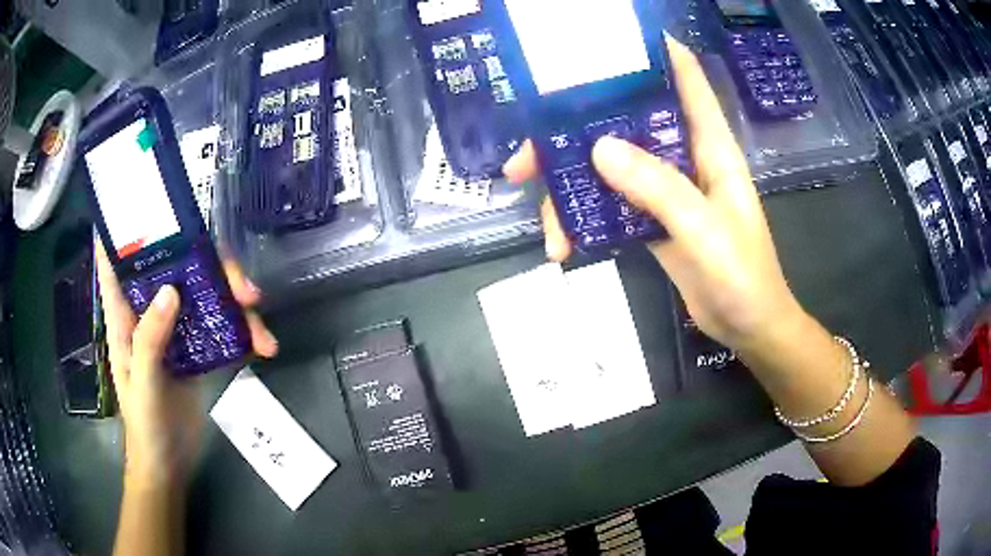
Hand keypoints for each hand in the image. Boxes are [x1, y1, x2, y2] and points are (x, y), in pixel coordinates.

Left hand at [96, 244, 278, 488]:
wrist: (169, 464)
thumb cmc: (144, 425)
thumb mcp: (142, 384)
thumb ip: (150, 339)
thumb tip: (172, 289)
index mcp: (126, 314)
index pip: (117, 260)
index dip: (125, 227)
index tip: (147, 200)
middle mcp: (151, 312)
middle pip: (178, 268)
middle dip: (212, 267)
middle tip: (244, 287)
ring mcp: (177, 329)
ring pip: (206, 294)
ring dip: (236, 301)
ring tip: (261, 325)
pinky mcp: (199, 350)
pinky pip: (222, 327)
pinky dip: (244, 332)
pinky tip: (263, 347)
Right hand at [503, 38, 803, 350]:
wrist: (747, 326)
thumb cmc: (743, 275)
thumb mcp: (704, 230)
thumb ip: (658, 188)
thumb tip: (598, 148)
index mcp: (709, 144)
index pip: (684, 78)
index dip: (652, 50)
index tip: (604, 43)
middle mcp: (684, 156)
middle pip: (626, 123)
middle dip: (576, 130)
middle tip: (527, 154)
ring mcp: (666, 188)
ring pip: (610, 166)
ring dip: (572, 185)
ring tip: (543, 220)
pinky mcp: (653, 218)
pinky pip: (612, 205)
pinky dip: (585, 219)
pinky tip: (565, 244)